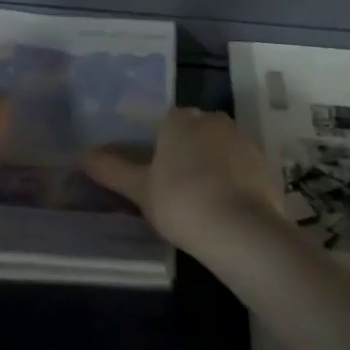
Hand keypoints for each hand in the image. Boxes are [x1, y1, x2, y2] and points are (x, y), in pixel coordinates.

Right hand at [85, 107, 280, 251]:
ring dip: (214, 163)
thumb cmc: (180, 202)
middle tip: (177, 183)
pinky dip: (235, 179)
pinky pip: (243, 166)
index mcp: (180, 120)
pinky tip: (227, 205)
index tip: (157, 167)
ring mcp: (244, 140)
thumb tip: (84, 155)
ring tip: (203, 197)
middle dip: (189, 149)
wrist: (240, 229)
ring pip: (222, 146)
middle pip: (197, 130)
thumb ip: (113, 170)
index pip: (168, 120)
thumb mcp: (140, 190)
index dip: (162, 142)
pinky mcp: (265, 164)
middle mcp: (214, 120)